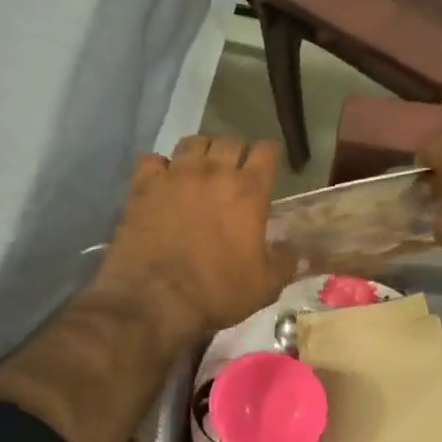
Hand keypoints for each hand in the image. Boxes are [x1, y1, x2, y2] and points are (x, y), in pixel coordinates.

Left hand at [93, 136, 291, 346]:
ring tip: (199, 171)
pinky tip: (161, 182)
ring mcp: (175, 175)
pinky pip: (153, 160)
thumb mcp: (265, 285)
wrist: (156, 299)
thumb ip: (285, 262)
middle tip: (234, 174)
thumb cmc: (217, 291)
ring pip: (192, 143)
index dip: (269, 156)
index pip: (266, 151)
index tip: (268, 169)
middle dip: (236, 153)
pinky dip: (160, 167)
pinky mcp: (143, 186)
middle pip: (229, 142)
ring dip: (200, 153)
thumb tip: (298, 252)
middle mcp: (213, 173)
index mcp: (248, 191)